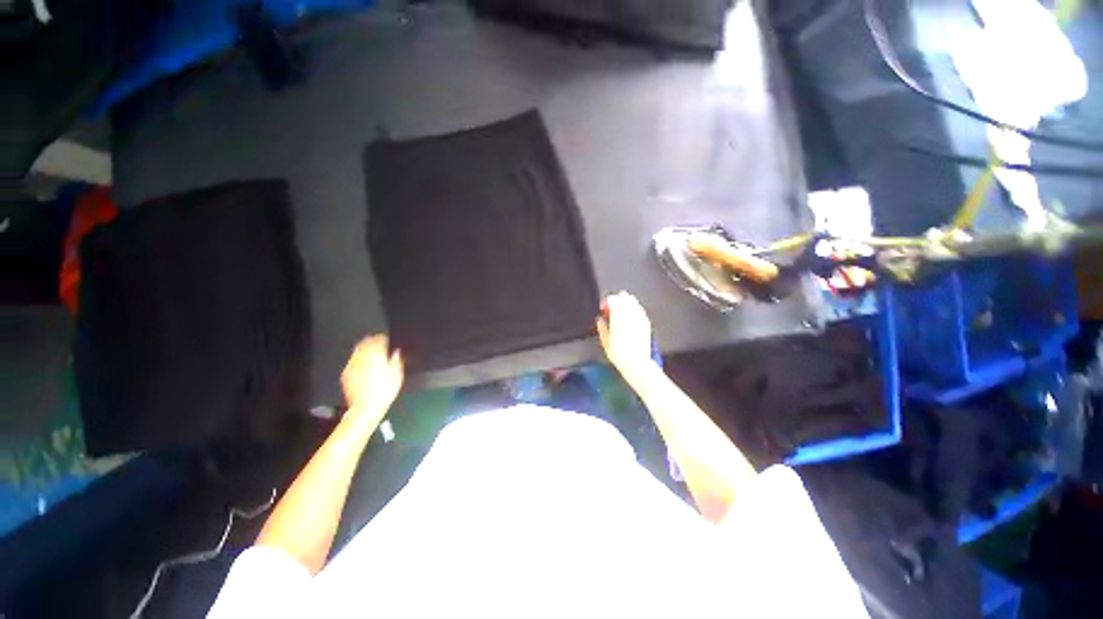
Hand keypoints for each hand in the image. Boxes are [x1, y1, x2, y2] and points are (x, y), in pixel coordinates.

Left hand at [341, 335, 403, 423]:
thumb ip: (396, 360)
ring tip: (368, 350)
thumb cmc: (385, 391)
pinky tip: (361, 363)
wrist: (366, 407)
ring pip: (357, 351)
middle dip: (371, 341)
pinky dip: (357, 359)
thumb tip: (395, 353)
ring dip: (363, 348)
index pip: (378, 340)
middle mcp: (362, 358)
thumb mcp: (397, 375)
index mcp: (376, 356)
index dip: (382, 338)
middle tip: (376, 341)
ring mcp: (352, 366)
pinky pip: (352, 361)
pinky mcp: (346, 374)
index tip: (385, 339)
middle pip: (365, 343)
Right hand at [596, 291, 655, 379]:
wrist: (637, 363)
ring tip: (621, 313)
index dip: (606, 302)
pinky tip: (631, 318)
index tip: (603, 310)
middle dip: (617, 300)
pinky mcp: (646, 322)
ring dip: (626, 303)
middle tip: (612, 310)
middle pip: (624, 295)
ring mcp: (639, 317)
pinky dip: (634, 309)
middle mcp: (629, 314)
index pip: (612, 298)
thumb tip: (600, 320)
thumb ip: (602, 327)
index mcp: (617, 317)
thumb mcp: (605, 341)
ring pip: (633, 300)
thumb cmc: (618, 354)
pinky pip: (640, 309)